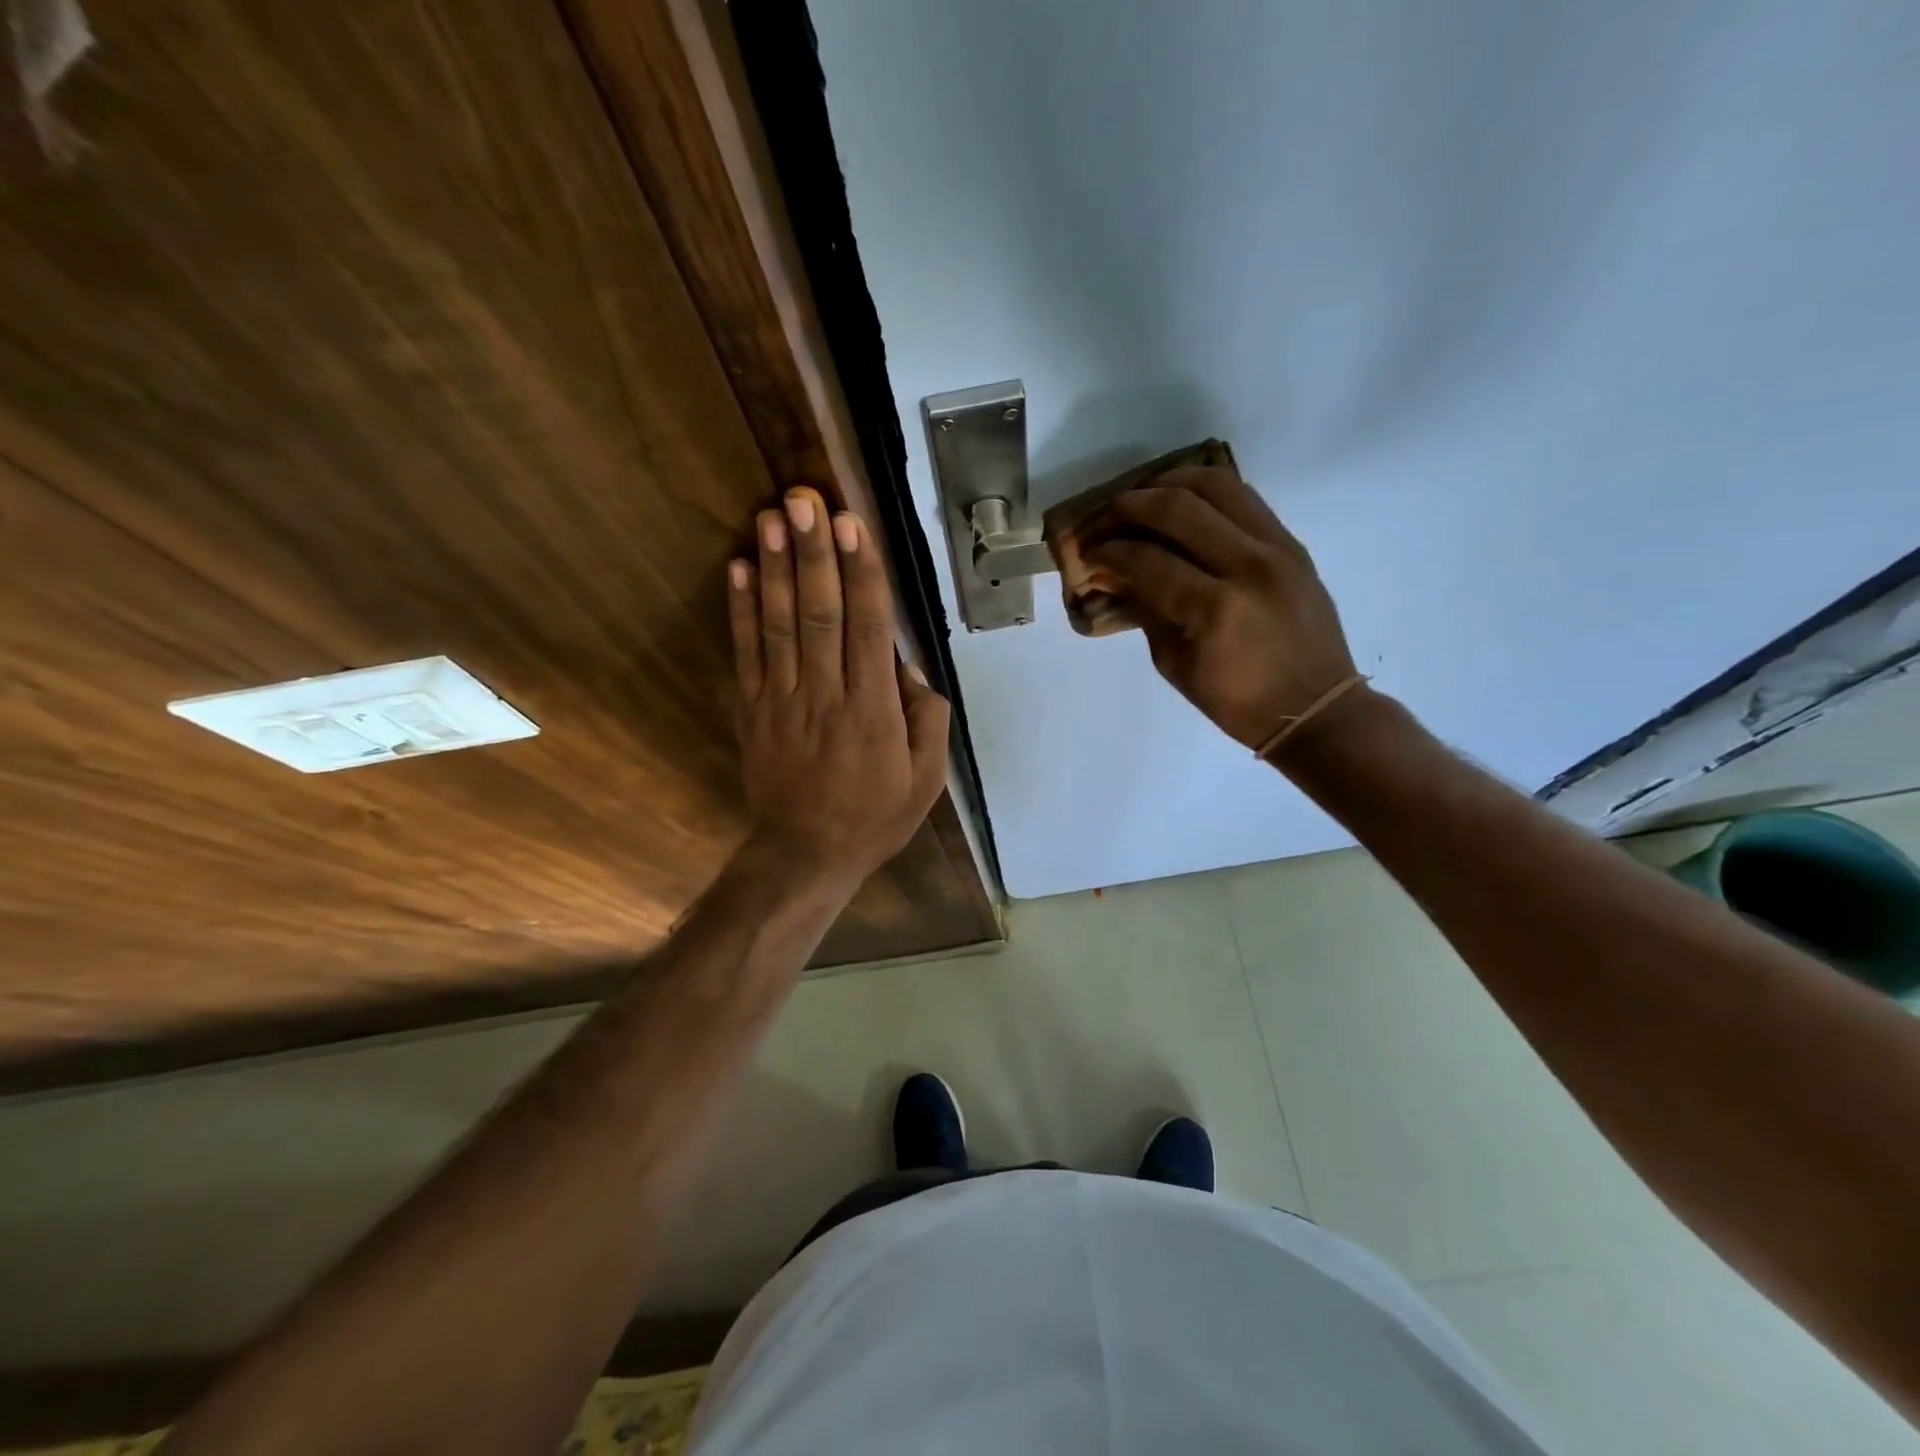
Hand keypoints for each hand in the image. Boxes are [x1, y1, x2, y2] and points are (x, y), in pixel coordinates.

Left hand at [728, 487, 949, 882]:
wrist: (806, 853)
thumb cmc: (875, 815)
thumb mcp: (926, 778)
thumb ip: (927, 718)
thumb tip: (907, 665)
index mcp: (873, 710)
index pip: (867, 627)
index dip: (859, 572)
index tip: (851, 524)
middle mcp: (825, 695)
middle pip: (819, 614)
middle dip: (813, 553)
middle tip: (805, 498)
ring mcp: (782, 701)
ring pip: (779, 625)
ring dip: (777, 567)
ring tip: (772, 516)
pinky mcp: (752, 710)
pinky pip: (746, 653)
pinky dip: (741, 609)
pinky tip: (741, 567)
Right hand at [1081, 467, 1361, 752]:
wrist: (1316, 708)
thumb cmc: (1237, 702)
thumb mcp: (1174, 664)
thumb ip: (1144, 610)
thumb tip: (1114, 573)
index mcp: (1214, 609)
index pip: (1146, 559)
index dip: (1107, 552)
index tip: (1086, 554)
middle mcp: (1248, 566)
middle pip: (1177, 507)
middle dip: (1127, 507)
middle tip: (1102, 520)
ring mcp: (1277, 548)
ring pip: (1216, 485)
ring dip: (1167, 483)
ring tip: (1140, 499)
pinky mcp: (1292, 543)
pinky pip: (1243, 498)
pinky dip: (1204, 493)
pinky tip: (1180, 506)